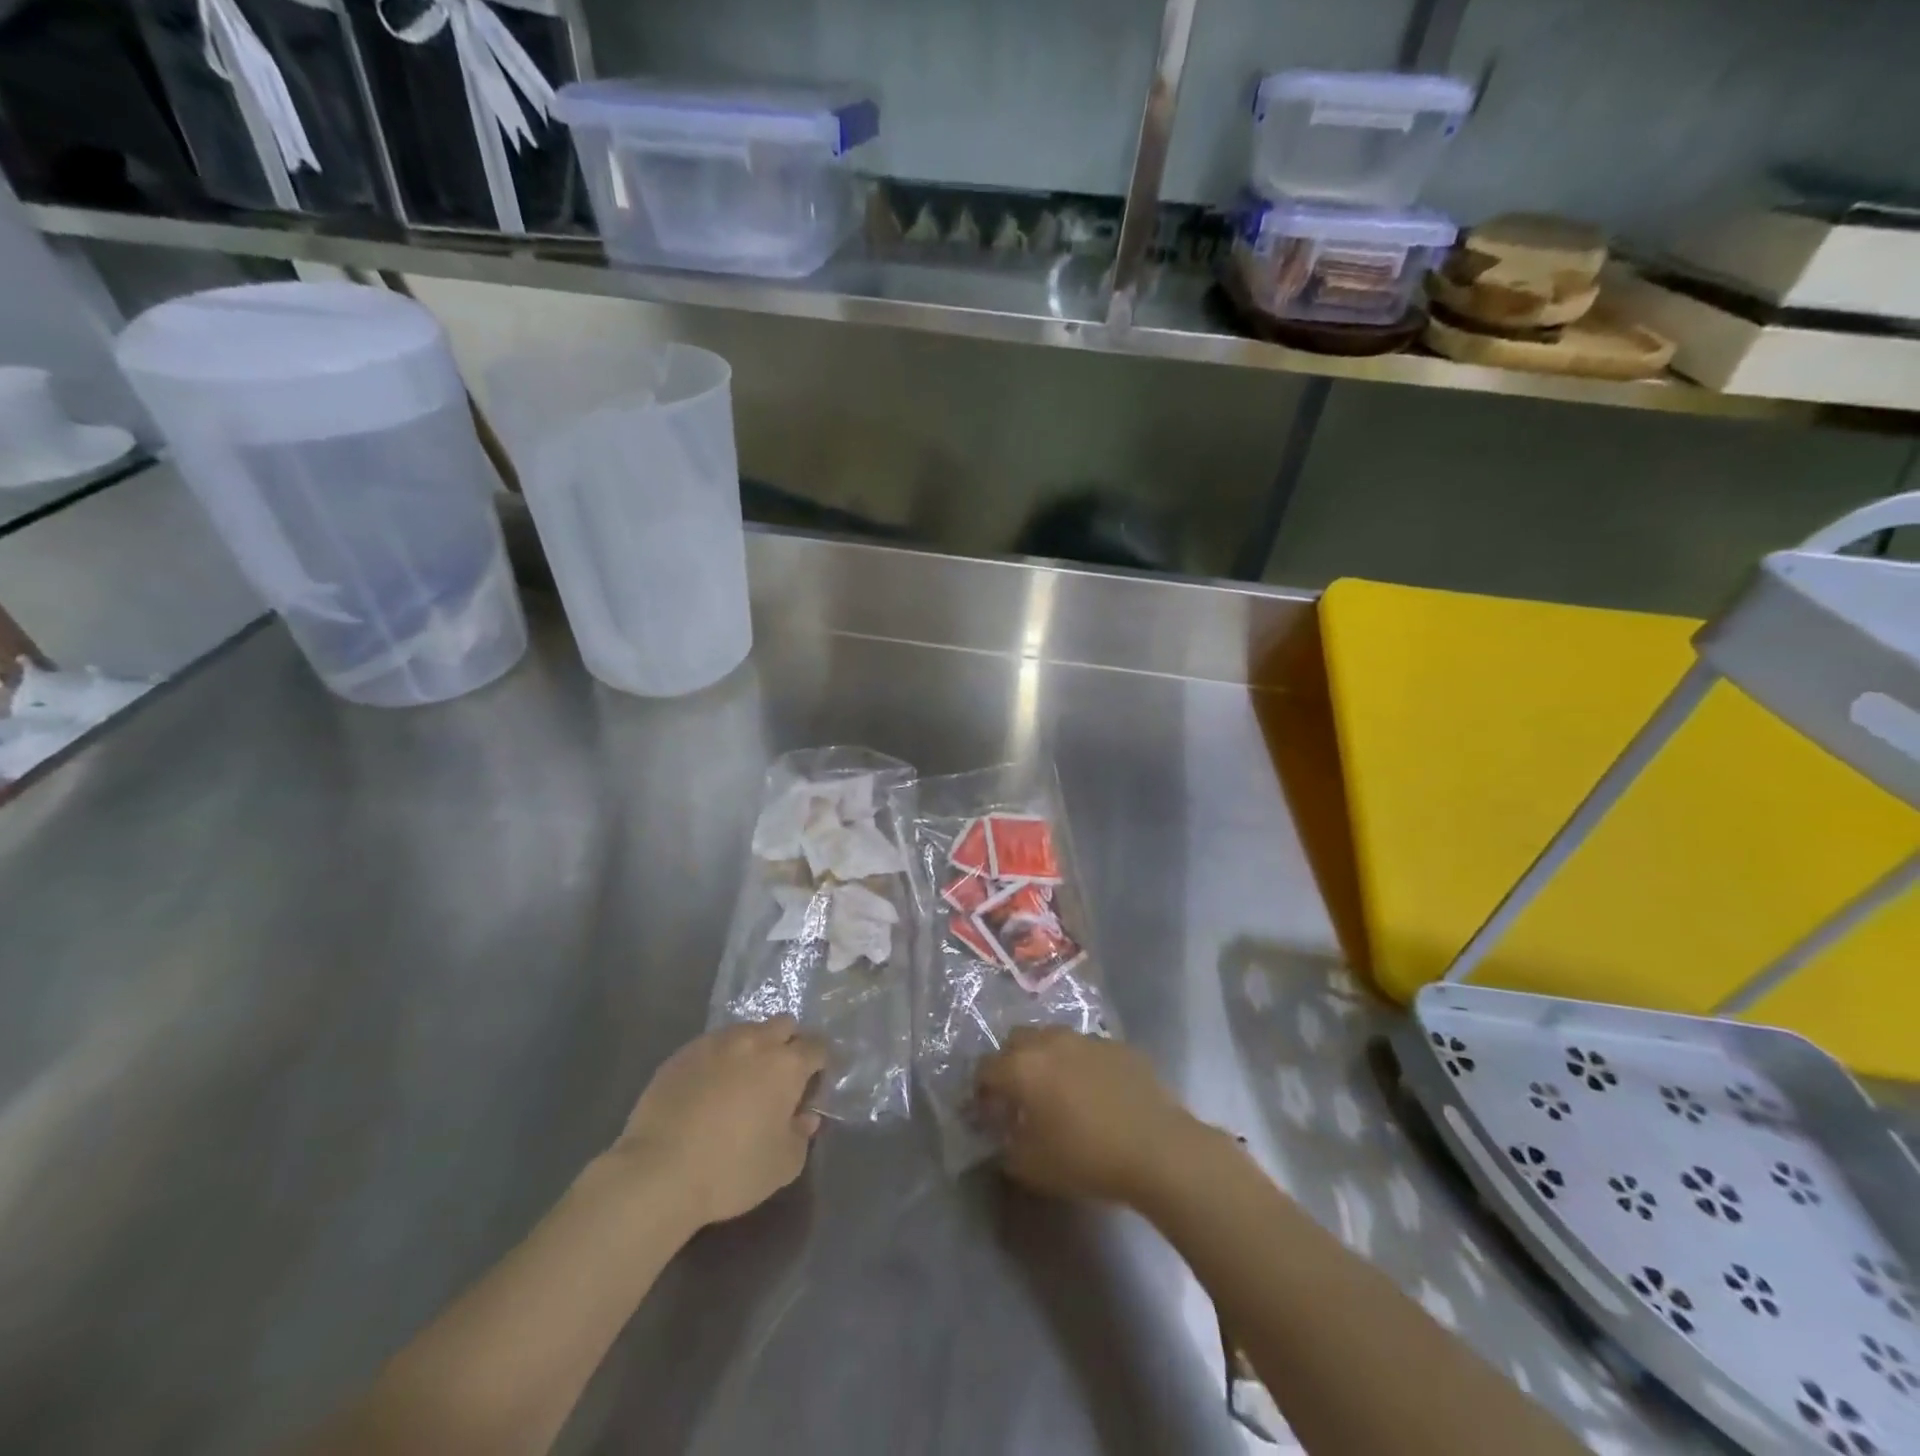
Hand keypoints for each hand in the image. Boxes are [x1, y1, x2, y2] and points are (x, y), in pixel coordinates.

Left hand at [613, 1018, 825, 1228]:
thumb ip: (802, 1135)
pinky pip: (713, 1045)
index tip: (813, 1087)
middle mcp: (755, 1041)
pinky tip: (708, 1090)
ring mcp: (716, 1043)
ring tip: (741, 1083)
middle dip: (788, 1044)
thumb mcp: (783, 1165)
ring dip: (753, 1048)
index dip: (821, 1064)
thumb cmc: (731, 1170)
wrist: (658, 1172)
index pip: (818, 1046)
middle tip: (779, 1079)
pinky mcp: (683, 1053)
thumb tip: (804, 1116)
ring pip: (747, 1031)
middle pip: (784, 1025)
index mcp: (786, 1064)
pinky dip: (720, 1060)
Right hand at [975, 1027, 1207, 1208]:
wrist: (1157, 1148)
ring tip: (1057, 1091)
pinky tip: (1094, 1092)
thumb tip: (1000, 1134)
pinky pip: (1086, 1048)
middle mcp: (1050, 1041)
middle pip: (1016, 1041)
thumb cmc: (1087, 1159)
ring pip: (1052, 1038)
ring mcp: (1086, 1038)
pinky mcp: (1117, 1045)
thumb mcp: (1032, 1167)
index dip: (980, 1091)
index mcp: (1022, 1067)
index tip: (986, 1113)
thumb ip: (1005, 1146)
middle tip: (1019, 1096)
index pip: (985, 1068)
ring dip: (1046, 1059)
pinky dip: (1080, 1064)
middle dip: (1010, 1064)